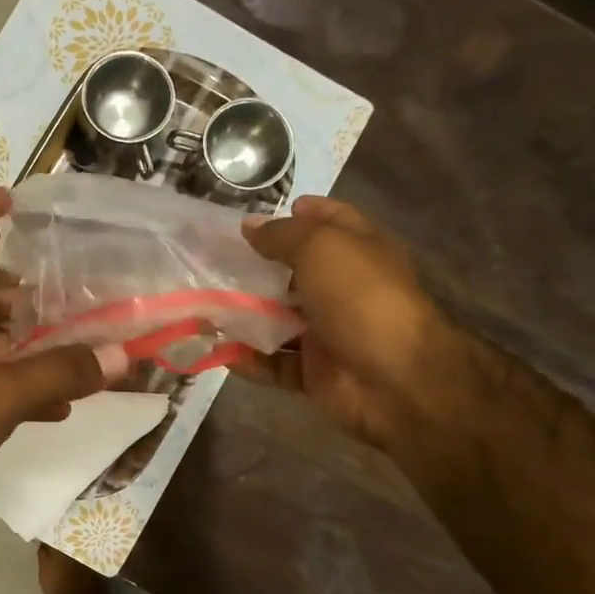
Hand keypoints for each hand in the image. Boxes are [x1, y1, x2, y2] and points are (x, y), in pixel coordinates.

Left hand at [0, 189, 126, 548]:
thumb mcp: (1, 393)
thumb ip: (61, 371)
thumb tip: (122, 353)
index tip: (9, 198)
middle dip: (26, 286)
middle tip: (75, 286)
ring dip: (35, 340)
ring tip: (83, 340)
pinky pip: (2, 389)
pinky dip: (32, 390)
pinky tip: (65, 405)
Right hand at [234, 196, 447, 445]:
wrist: (394, 380)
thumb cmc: (361, 298)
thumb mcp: (321, 249)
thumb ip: (282, 235)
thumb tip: (249, 225)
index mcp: (359, 252)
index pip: (330, 222)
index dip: (300, 213)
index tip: (258, 217)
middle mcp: (343, 289)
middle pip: (294, 272)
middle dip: (255, 267)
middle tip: (211, 261)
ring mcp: (328, 333)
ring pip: (277, 320)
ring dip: (242, 315)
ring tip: (200, 305)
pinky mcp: (313, 371)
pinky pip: (272, 363)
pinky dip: (246, 358)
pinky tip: (215, 348)